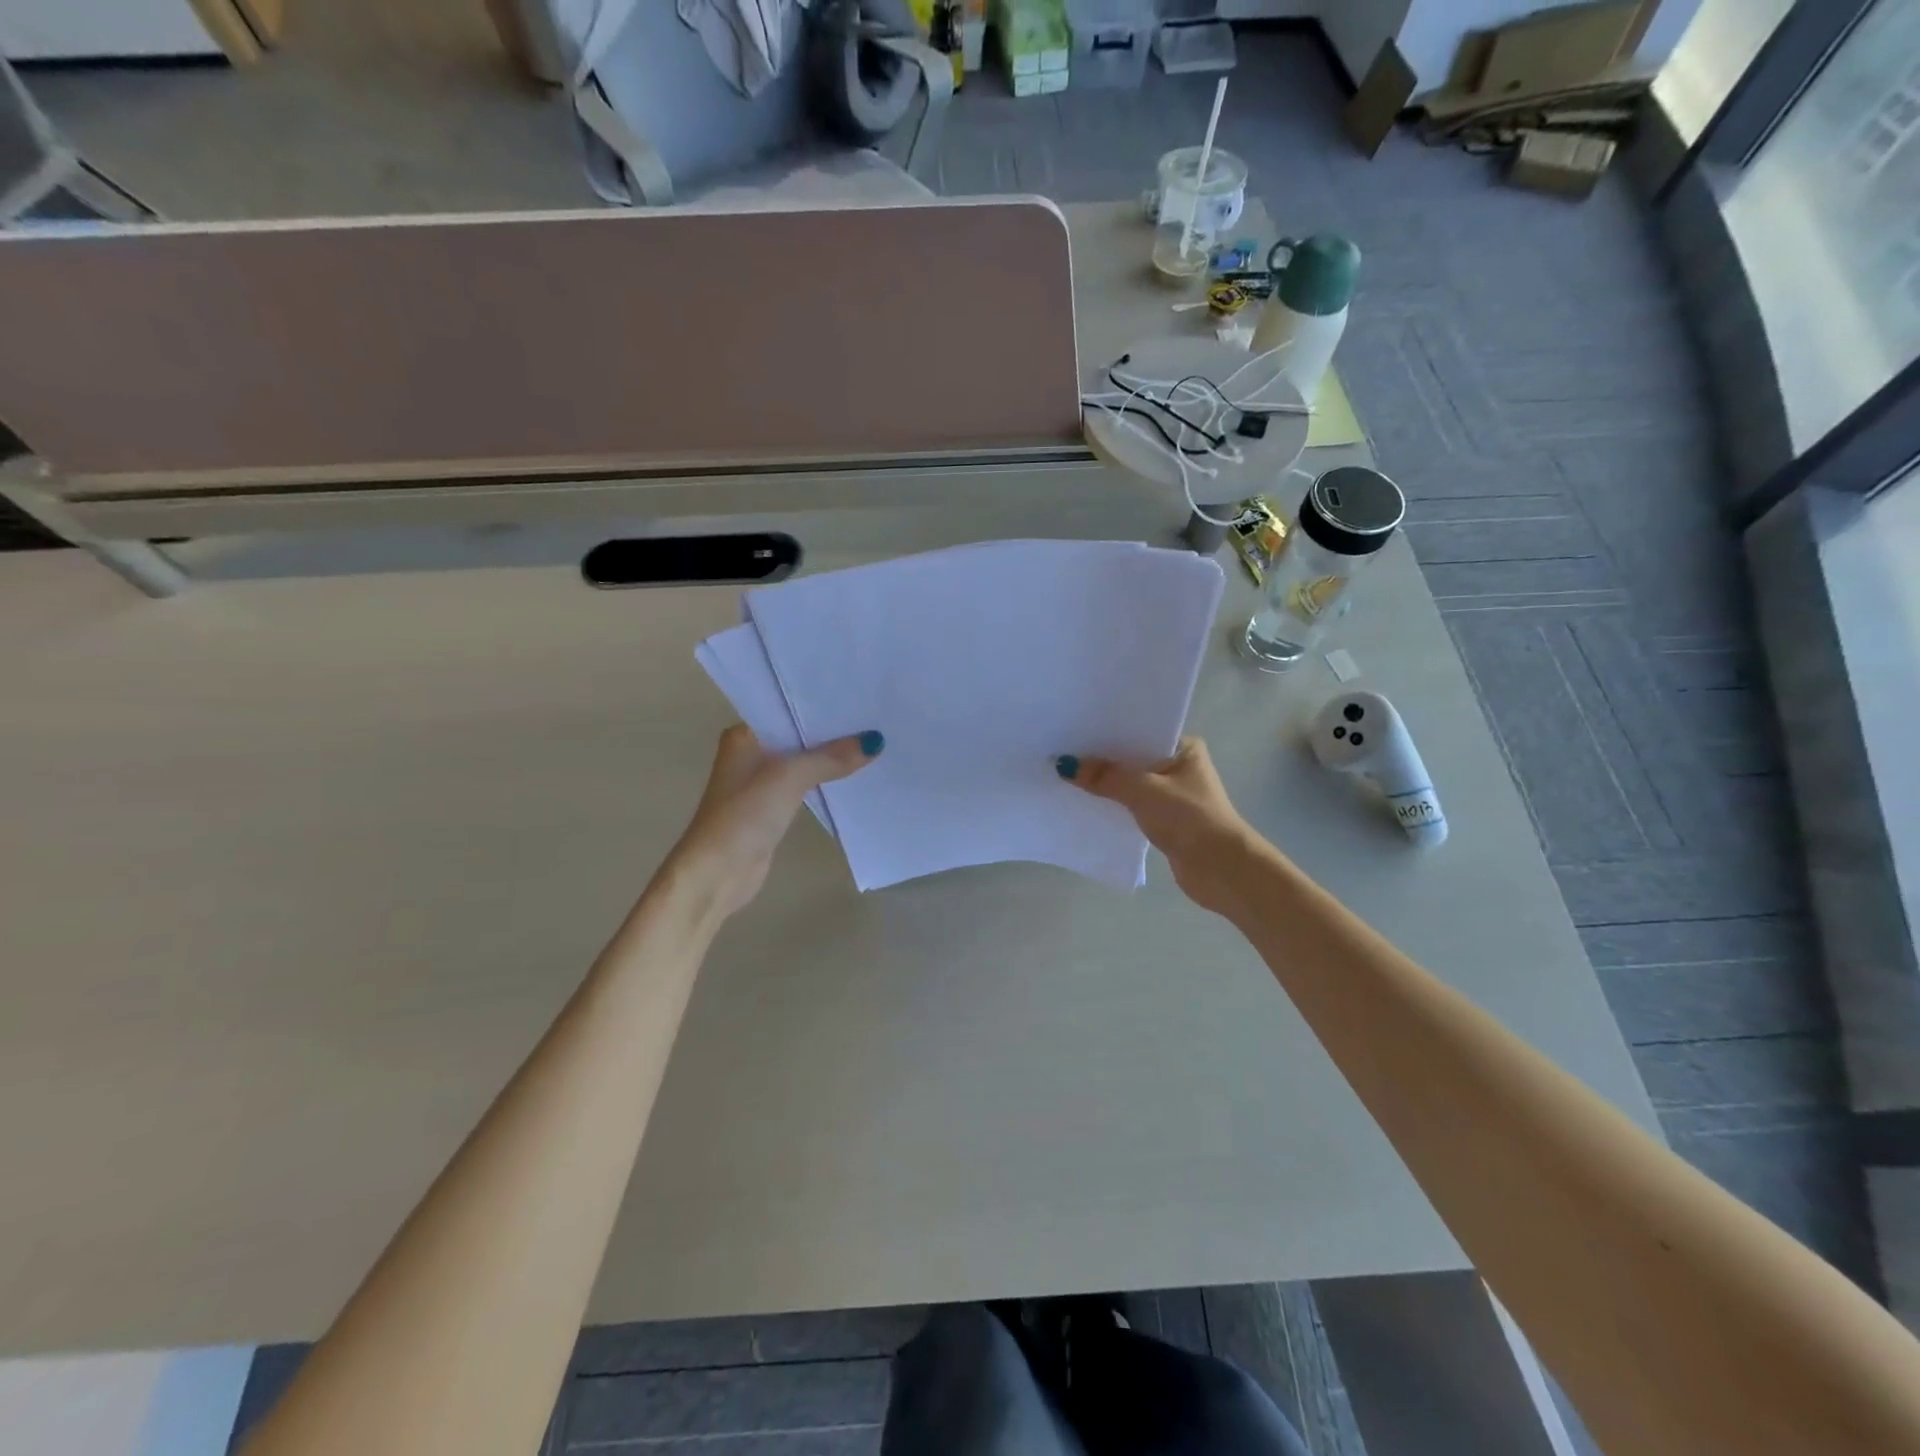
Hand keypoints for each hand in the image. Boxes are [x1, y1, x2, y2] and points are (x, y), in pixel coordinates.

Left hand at [663, 724, 882, 919]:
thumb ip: (831, 758)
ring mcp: (760, 783)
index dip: (822, 705)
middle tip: (875, 718)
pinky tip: (855, 775)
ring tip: (873, 743)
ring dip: (831, 758)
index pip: (788, 709)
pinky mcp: (772, 808)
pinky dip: (825, 781)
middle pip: (799, 736)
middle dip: (832, 731)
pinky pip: (805, 786)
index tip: (859, 697)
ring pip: (804, 762)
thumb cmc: (745, 815)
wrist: (717, 873)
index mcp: (744, 735)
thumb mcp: (790, 777)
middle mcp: (751, 753)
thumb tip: (875, 741)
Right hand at [1058, 737, 1258, 915]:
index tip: (1074, 729)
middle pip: (1132, 758)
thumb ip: (1105, 777)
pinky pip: (1130, 806)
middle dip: (1102, 759)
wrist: (1221, 869)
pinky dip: (1112, 805)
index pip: (1140, 731)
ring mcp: (1172, 795)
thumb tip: (1064, 765)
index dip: (1108, 731)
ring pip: (1130, 783)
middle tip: (1061, 750)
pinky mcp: (1164, 821)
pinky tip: (1085, 803)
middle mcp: (1179, 767)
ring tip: (1066, 775)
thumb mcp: (1143, 791)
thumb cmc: (1189, 818)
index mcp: (1184, 748)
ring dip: (1105, 784)